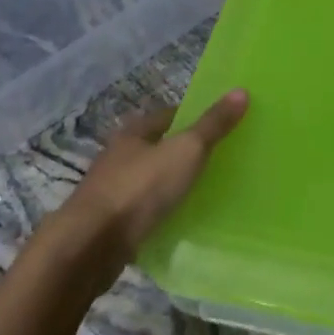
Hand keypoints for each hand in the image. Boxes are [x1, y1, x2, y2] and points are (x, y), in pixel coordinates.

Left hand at [58, 90, 249, 267]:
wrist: (92, 244)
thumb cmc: (140, 188)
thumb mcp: (185, 151)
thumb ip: (213, 125)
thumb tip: (241, 90)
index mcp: (134, 133)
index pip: (167, 116)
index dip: (192, 117)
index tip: (219, 126)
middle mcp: (119, 157)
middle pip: (157, 148)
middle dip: (183, 153)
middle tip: (219, 161)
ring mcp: (112, 192)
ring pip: (149, 182)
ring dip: (170, 185)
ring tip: (205, 193)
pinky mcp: (111, 224)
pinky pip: (144, 213)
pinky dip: (161, 214)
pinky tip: (180, 222)